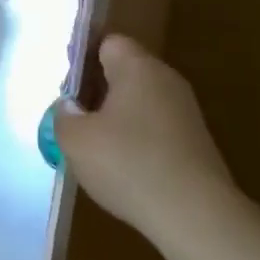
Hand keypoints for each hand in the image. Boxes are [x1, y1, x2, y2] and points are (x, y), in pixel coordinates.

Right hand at [53, 35, 237, 234]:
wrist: (196, 216)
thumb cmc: (128, 164)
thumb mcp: (75, 139)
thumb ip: (63, 116)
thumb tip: (70, 108)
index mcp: (138, 69)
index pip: (108, 43)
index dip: (82, 57)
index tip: (64, 85)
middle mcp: (166, 82)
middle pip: (125, 72)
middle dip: (96, 90)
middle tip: (71, 116)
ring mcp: (185, 114)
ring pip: (139, 102)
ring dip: (114, 117)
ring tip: (91, 145)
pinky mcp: (194, 144)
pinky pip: (154, 128)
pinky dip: (134, 139)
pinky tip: (120, 166)